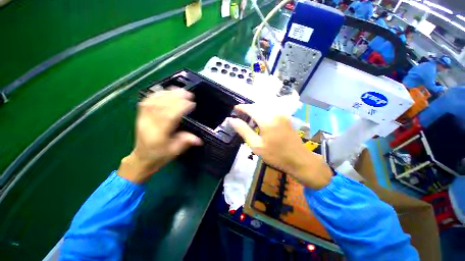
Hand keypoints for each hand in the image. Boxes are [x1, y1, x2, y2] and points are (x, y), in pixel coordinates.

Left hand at [118, 89, 202, 182]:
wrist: (142, 158)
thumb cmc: (159, 155)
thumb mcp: (174, 151)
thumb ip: (185, 142)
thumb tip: (199, 139)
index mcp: (158, 135)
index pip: (169, 117)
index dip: (180, 108)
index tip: (192, 103)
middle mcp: (149, 124)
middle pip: (161, 106)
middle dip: (175, 98)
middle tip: (188, 93)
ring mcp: (143, 118)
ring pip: (153, 102)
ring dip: (167, 94)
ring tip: (179, 90)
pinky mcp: (141, 115)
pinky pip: (147, 101)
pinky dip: (157, 94)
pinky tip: (165, 91)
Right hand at [230, 104, 331, 188]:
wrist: (299, 160)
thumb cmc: (276, 155)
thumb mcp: (256, 145)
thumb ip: (244, 130)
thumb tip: (232, 120)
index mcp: (266, 119)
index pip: (251, 108)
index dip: (241, 107)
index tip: (234, 109)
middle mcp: (275, 113)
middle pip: (258, 104)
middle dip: (248, 107)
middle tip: (240, 114)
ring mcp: (282, 114)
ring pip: (265, 105)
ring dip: (256, 108)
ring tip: (249, 116)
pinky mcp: (285, 117)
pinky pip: (271, 109)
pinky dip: (263, 110)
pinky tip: (260, 118)